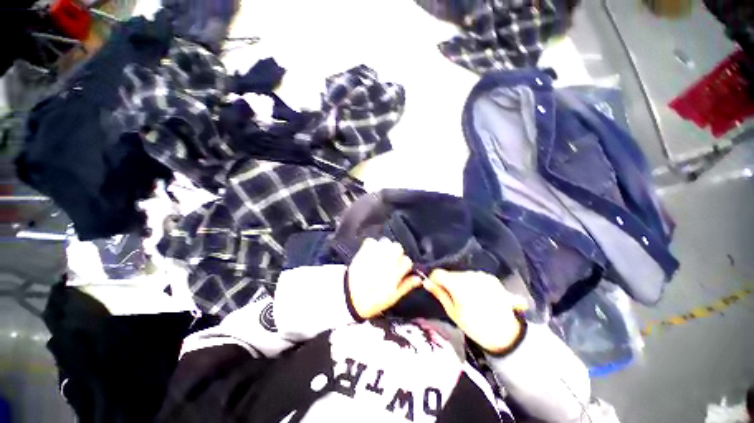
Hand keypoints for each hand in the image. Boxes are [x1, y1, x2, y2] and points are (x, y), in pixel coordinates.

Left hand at [348, 238, 422, 318]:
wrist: (349, 297)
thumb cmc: (372, 301)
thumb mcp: (392, 298)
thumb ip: (406, 286)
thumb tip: (419, 278)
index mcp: (394, 274)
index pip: (407, 261)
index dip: (404, 264)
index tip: (399, 269)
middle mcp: (386, 262)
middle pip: (398, 247)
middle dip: (396, 253)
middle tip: (390, 260)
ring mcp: (374, 255)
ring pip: (386, 241)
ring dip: (385, 247)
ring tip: (381, 255)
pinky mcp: (363, 251)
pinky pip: (371, 241)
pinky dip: (372, 245)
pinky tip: (371, 252)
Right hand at [423, 269, 528, 352]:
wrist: (507, 335)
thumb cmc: (476, 327)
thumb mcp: (453, 313)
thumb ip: (440, 294)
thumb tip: (426, 282)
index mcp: (458, 285)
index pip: (438, 273)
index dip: (434, 280)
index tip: (435, 288)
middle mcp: (470, 275)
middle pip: (451, 274)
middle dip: (448, 283)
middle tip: (452, 298)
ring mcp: (482, 275)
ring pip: (463, 275)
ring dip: (461, 283)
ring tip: (467, 298)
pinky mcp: (491, 278)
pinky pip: (475, 276)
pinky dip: (472, 283)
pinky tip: (477, 296)